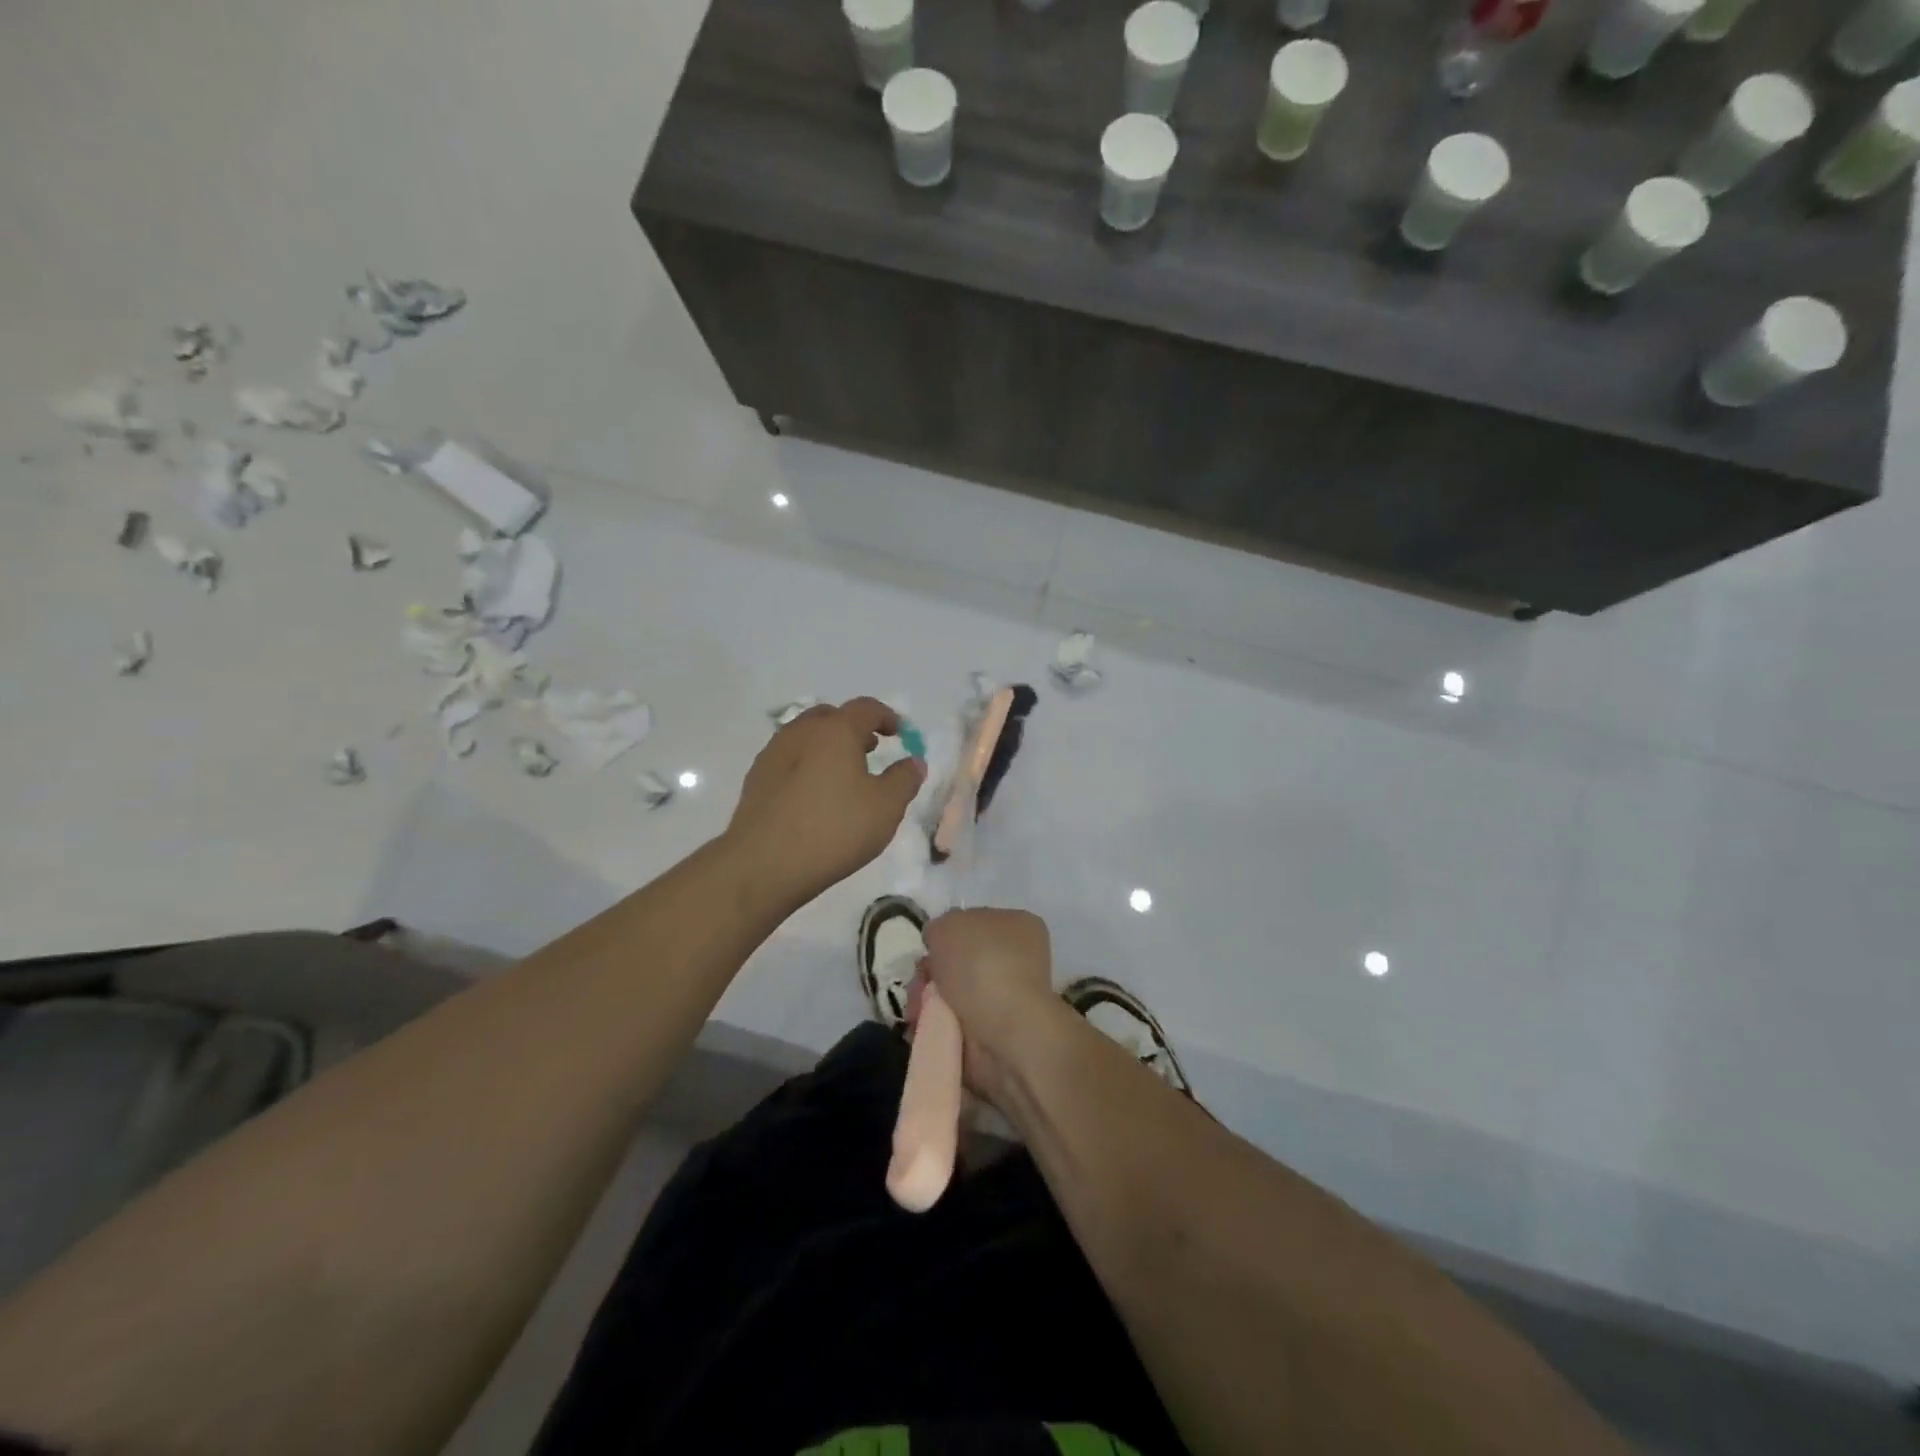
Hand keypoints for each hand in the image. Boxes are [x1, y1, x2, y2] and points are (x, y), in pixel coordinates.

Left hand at [726, 697, 925, 909]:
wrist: (764, 864)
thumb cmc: (834, 829)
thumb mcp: (886, 807)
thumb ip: (905, 779)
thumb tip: (914, 762)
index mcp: (836, 730)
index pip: (866, 708)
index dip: (887, 717)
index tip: (900, 734)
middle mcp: (801, 732)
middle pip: (831, 716)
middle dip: (854, 728)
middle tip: (870, 749)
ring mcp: (773, 754)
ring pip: (806, 736)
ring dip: (828, 746)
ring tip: (843, 774)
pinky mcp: (756, 779)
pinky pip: (789, 759)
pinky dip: (807, 764)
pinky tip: (814, 795)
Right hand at [918, 908, 1061, 1106]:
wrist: (1005, 1030)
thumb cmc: (981, 965)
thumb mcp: (949, 924)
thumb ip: (939, 928)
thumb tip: (938, 944)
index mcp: (1017, 926)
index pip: (974, 923)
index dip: (946, 935)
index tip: (929, 948)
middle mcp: (1016, 961)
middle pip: (957, 962)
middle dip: (931, 973)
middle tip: (919, 983)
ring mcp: (1005, 1000)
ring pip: (951, 995)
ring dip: (926, 1001)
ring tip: (917, 1011)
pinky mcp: (992, 1036)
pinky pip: (951, 1024)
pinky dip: (933, 1026)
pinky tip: (922, 1027)